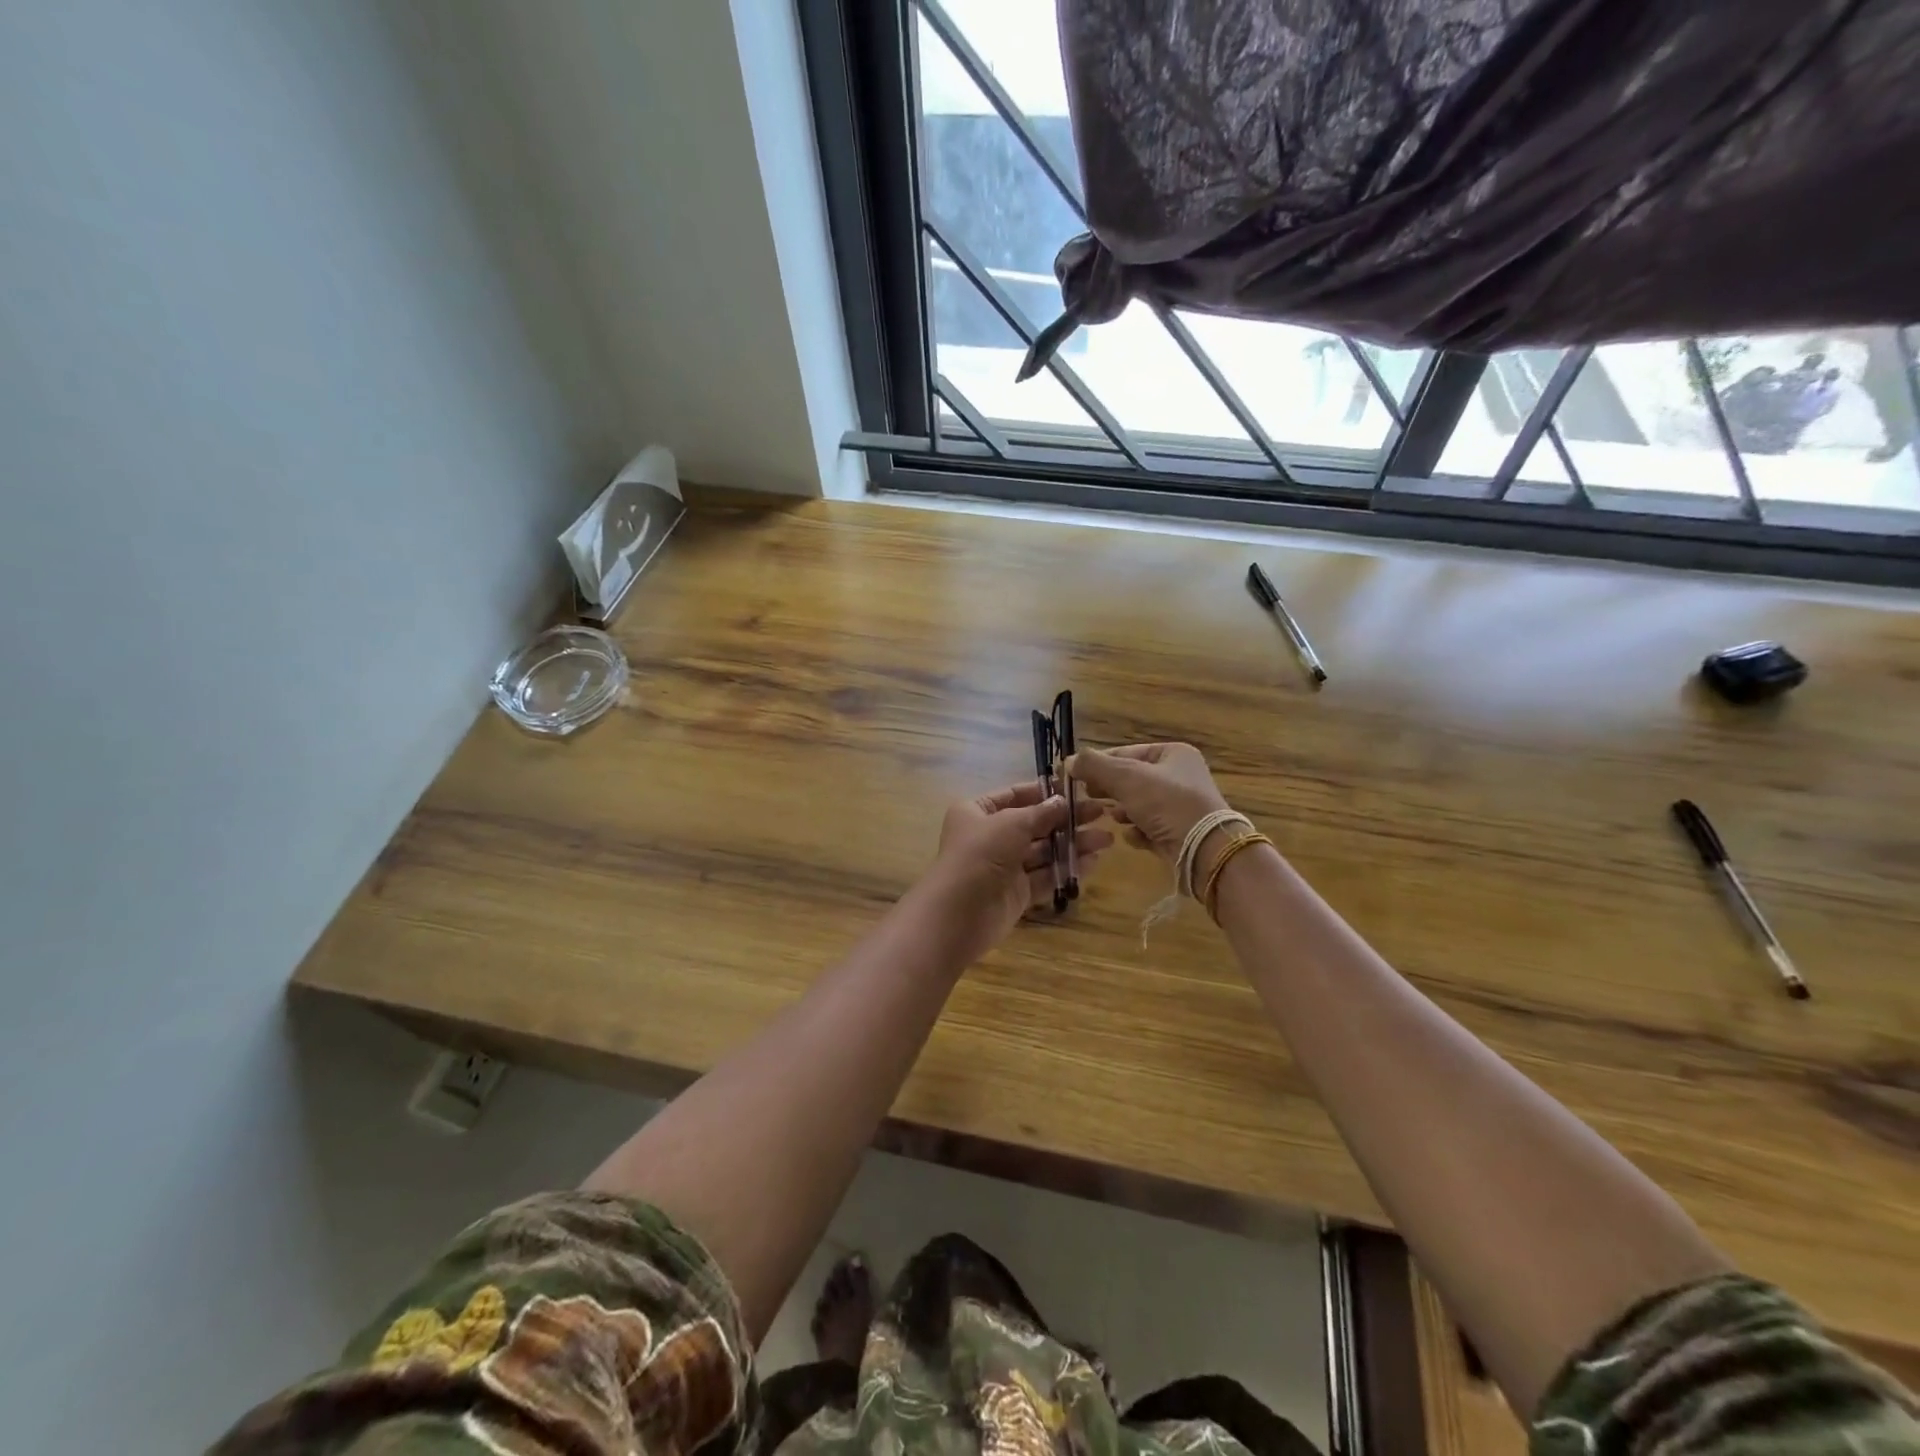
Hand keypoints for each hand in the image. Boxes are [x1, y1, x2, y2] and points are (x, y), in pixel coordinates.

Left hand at [926, 782, 1111, 958]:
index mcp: (977, 812)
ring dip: (1072, 844)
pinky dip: (1067, 867)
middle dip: (1066, 819)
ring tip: (1106, 839)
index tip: (1077, 790)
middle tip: (1101, 814)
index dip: (1045, 793)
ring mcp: (1004, 866)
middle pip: (1033, 823)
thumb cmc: (980, 855)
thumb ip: (1041, 813)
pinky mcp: (1017, 892)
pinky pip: (1045, 875)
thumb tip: (1063, 802)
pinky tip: (1093, 861)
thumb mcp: (1011, 824)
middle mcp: (990, 836)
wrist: (959, 914)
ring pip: (1043, 850)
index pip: (1015, 795)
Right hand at [1066, 743, 1232, 865]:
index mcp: (1173, 754)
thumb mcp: (1126, 778)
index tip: (1076, 777)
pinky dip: (1138, 832)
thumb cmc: (1167, 804)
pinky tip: (1133, 837)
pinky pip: (1149, 828)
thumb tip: (1069, 761)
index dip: (1099, 764)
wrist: (1206, 850)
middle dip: (1110, 790)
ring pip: (1138, 805)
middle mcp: (1180, 776)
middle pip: (1131, 780)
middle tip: (1088, 798)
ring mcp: (1181, 806)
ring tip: (1113, 819)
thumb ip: (1094, 766)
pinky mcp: (1180, 833)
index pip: (1126, 753)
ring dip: (1123, 812)